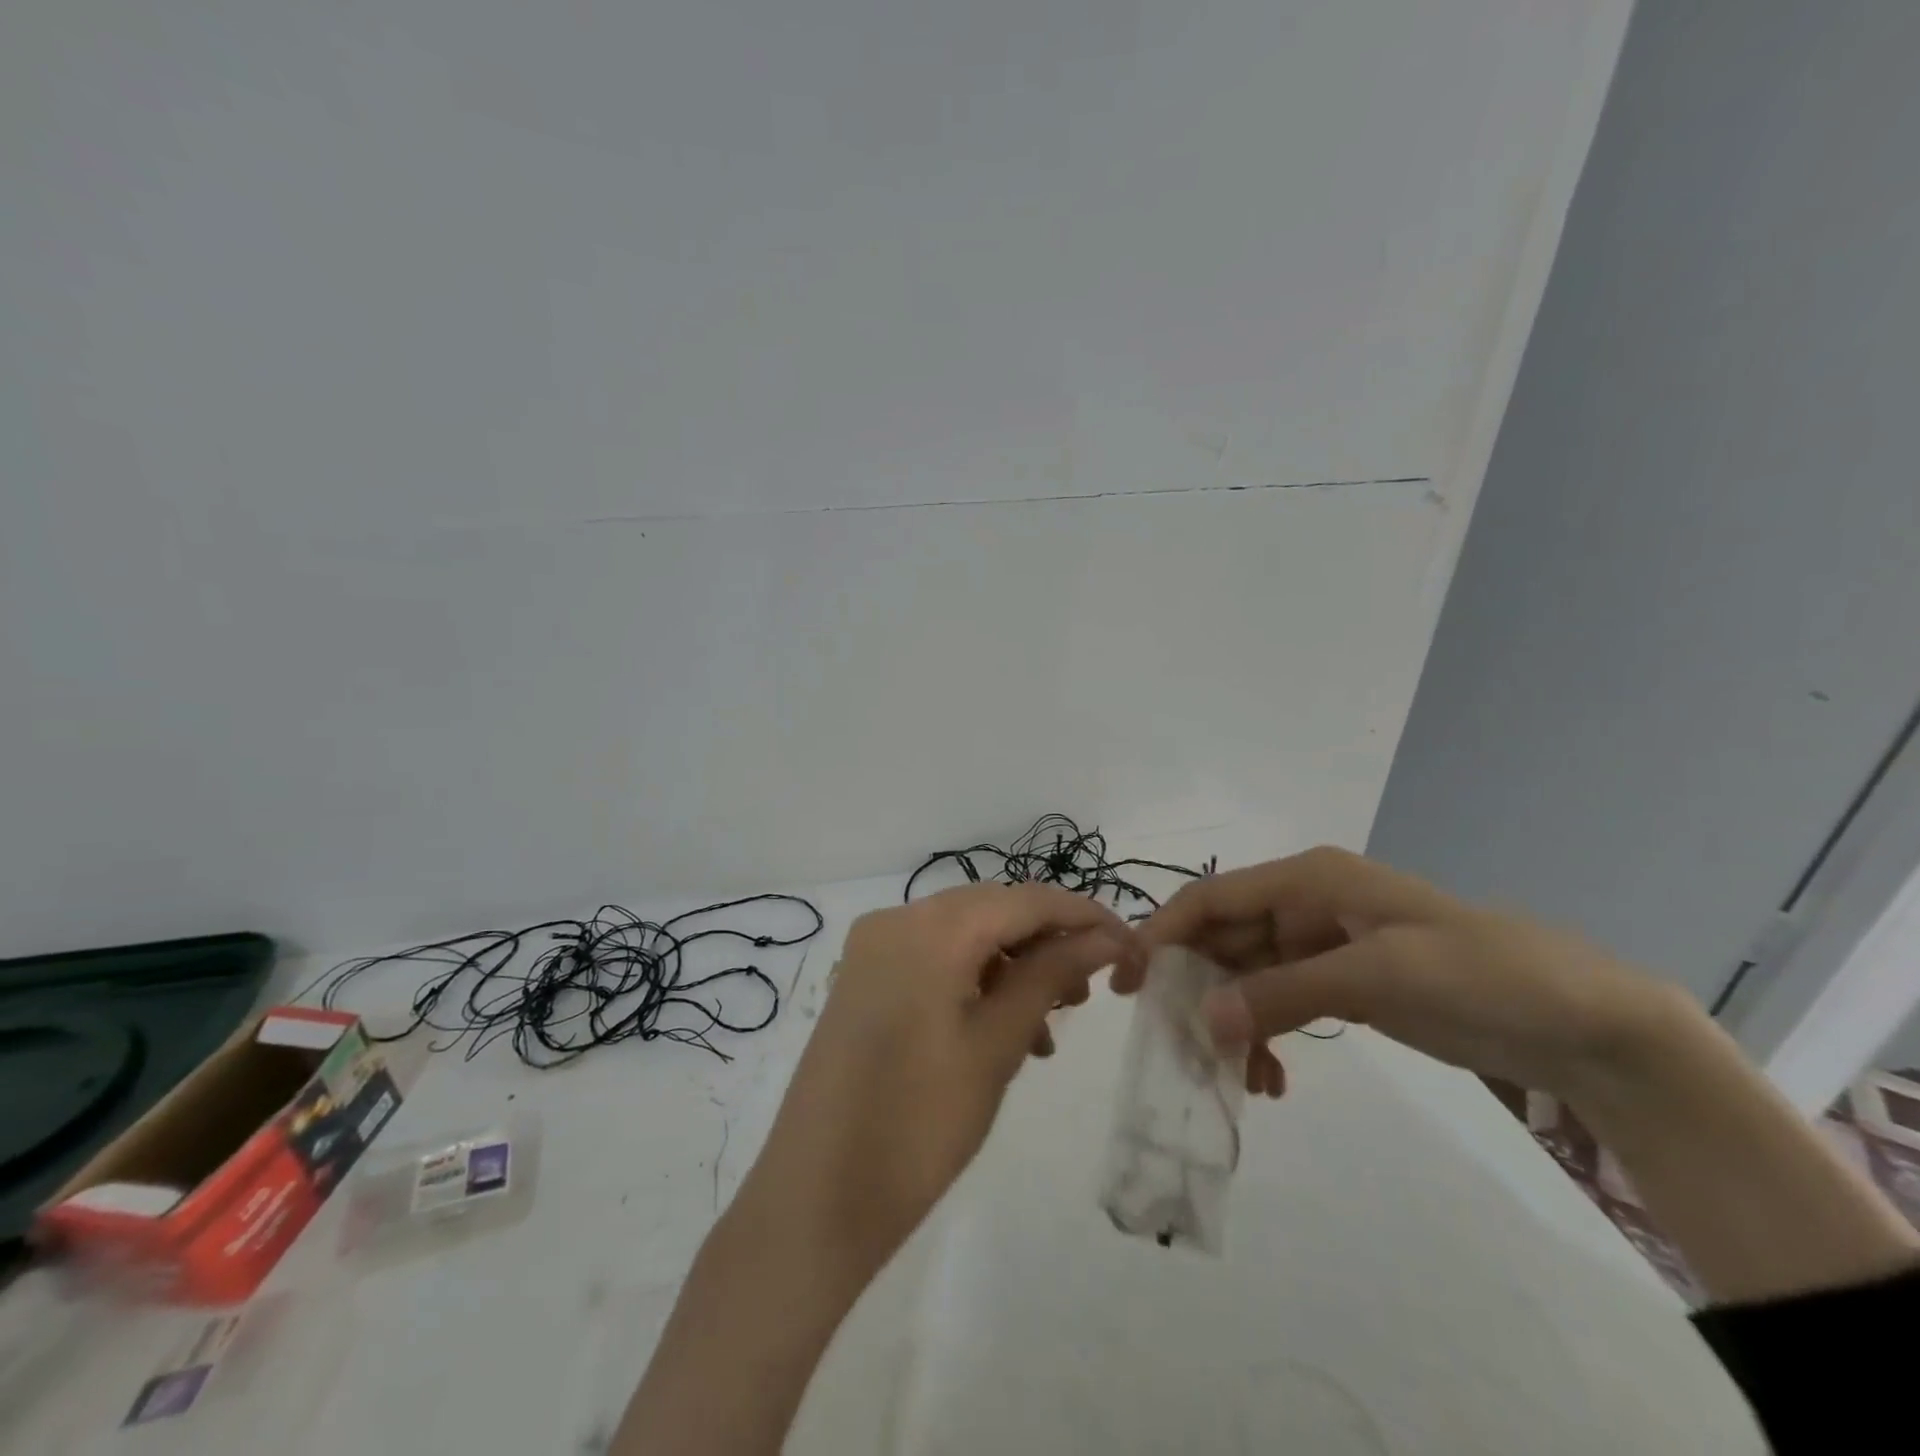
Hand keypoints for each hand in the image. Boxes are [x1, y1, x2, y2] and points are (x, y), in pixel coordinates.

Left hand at [740, 884, 1140, 1283]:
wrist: (815, 1200)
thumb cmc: (917, 1125)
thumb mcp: (996, 1046)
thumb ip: (1049, 976)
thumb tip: (1101, 938)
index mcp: (928, 927)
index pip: (1023, 899)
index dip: (1082, 916)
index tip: (1128, 946)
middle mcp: (896, 919)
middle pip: (992, 911)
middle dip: (1046, 943)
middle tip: (1087, 993)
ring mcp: (874, 948)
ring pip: (964, 936)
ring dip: (1012, 968)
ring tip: (1048, 1028)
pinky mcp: (864, 979)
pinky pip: (934, 960)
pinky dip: (975, 982)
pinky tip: (1003, 1032)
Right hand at [1125, 846, 1675, 1102]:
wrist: (1582, 1022)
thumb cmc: (1482, 974)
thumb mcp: (1380, 975)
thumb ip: (1285, 993)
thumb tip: (1203, 1022)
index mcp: (1308, 879)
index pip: (1213, 897)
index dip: (1164, 931)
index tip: (1128, 980)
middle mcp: (1304, 905)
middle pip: (1222, 938)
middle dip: (1194, 988)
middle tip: (1173, 1045)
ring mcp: (1321, 946)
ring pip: (1246, 976)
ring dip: (1229, 1021)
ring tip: (1228, 1077)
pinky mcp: (1339, 984)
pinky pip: (1277, 1002)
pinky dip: (1263, 1036)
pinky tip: (1268, 1078)